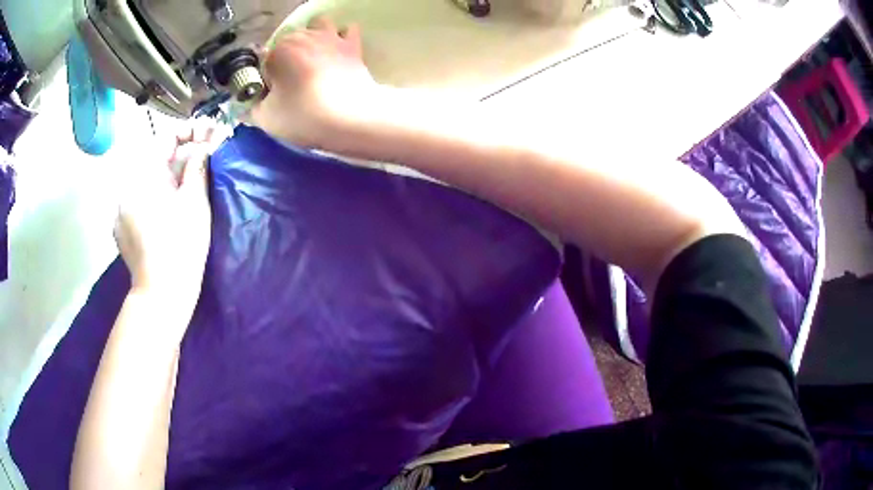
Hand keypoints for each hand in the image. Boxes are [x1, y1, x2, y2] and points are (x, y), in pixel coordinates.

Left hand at [115, 122, 215, 302]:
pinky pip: (139, 204)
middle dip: (181, 159)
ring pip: (147, 184)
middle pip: (156, 162)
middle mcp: (127, 187)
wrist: (161, 294)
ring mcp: (121, 211)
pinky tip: (167, 215)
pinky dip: (155, 200)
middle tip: (204, 162)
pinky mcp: (121, 231)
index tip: (209, 138)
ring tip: (186, 190)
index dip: (190, 132)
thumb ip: (198, 165)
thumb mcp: (195, 200)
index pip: (167, 138)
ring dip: (168, 180)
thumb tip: (204, 145)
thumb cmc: (181, 244)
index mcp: (144, 175)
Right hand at [251, 17, 380, 145]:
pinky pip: (348, 29)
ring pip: (318, 25)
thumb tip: (251, 104)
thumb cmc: (303, 115)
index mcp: (278, 50)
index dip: (267, 80)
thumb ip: (253, 108)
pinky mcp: (353, 44)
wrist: (350, 117)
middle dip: (287, 57)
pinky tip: (338, 50)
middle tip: (292, 84)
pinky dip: (342, 36)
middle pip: (289, 41)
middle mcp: (303, 36)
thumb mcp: (266, 118)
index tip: (274, 97)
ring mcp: (330, 36)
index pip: (264, 62)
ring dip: (313, 36)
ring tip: (313, 58)